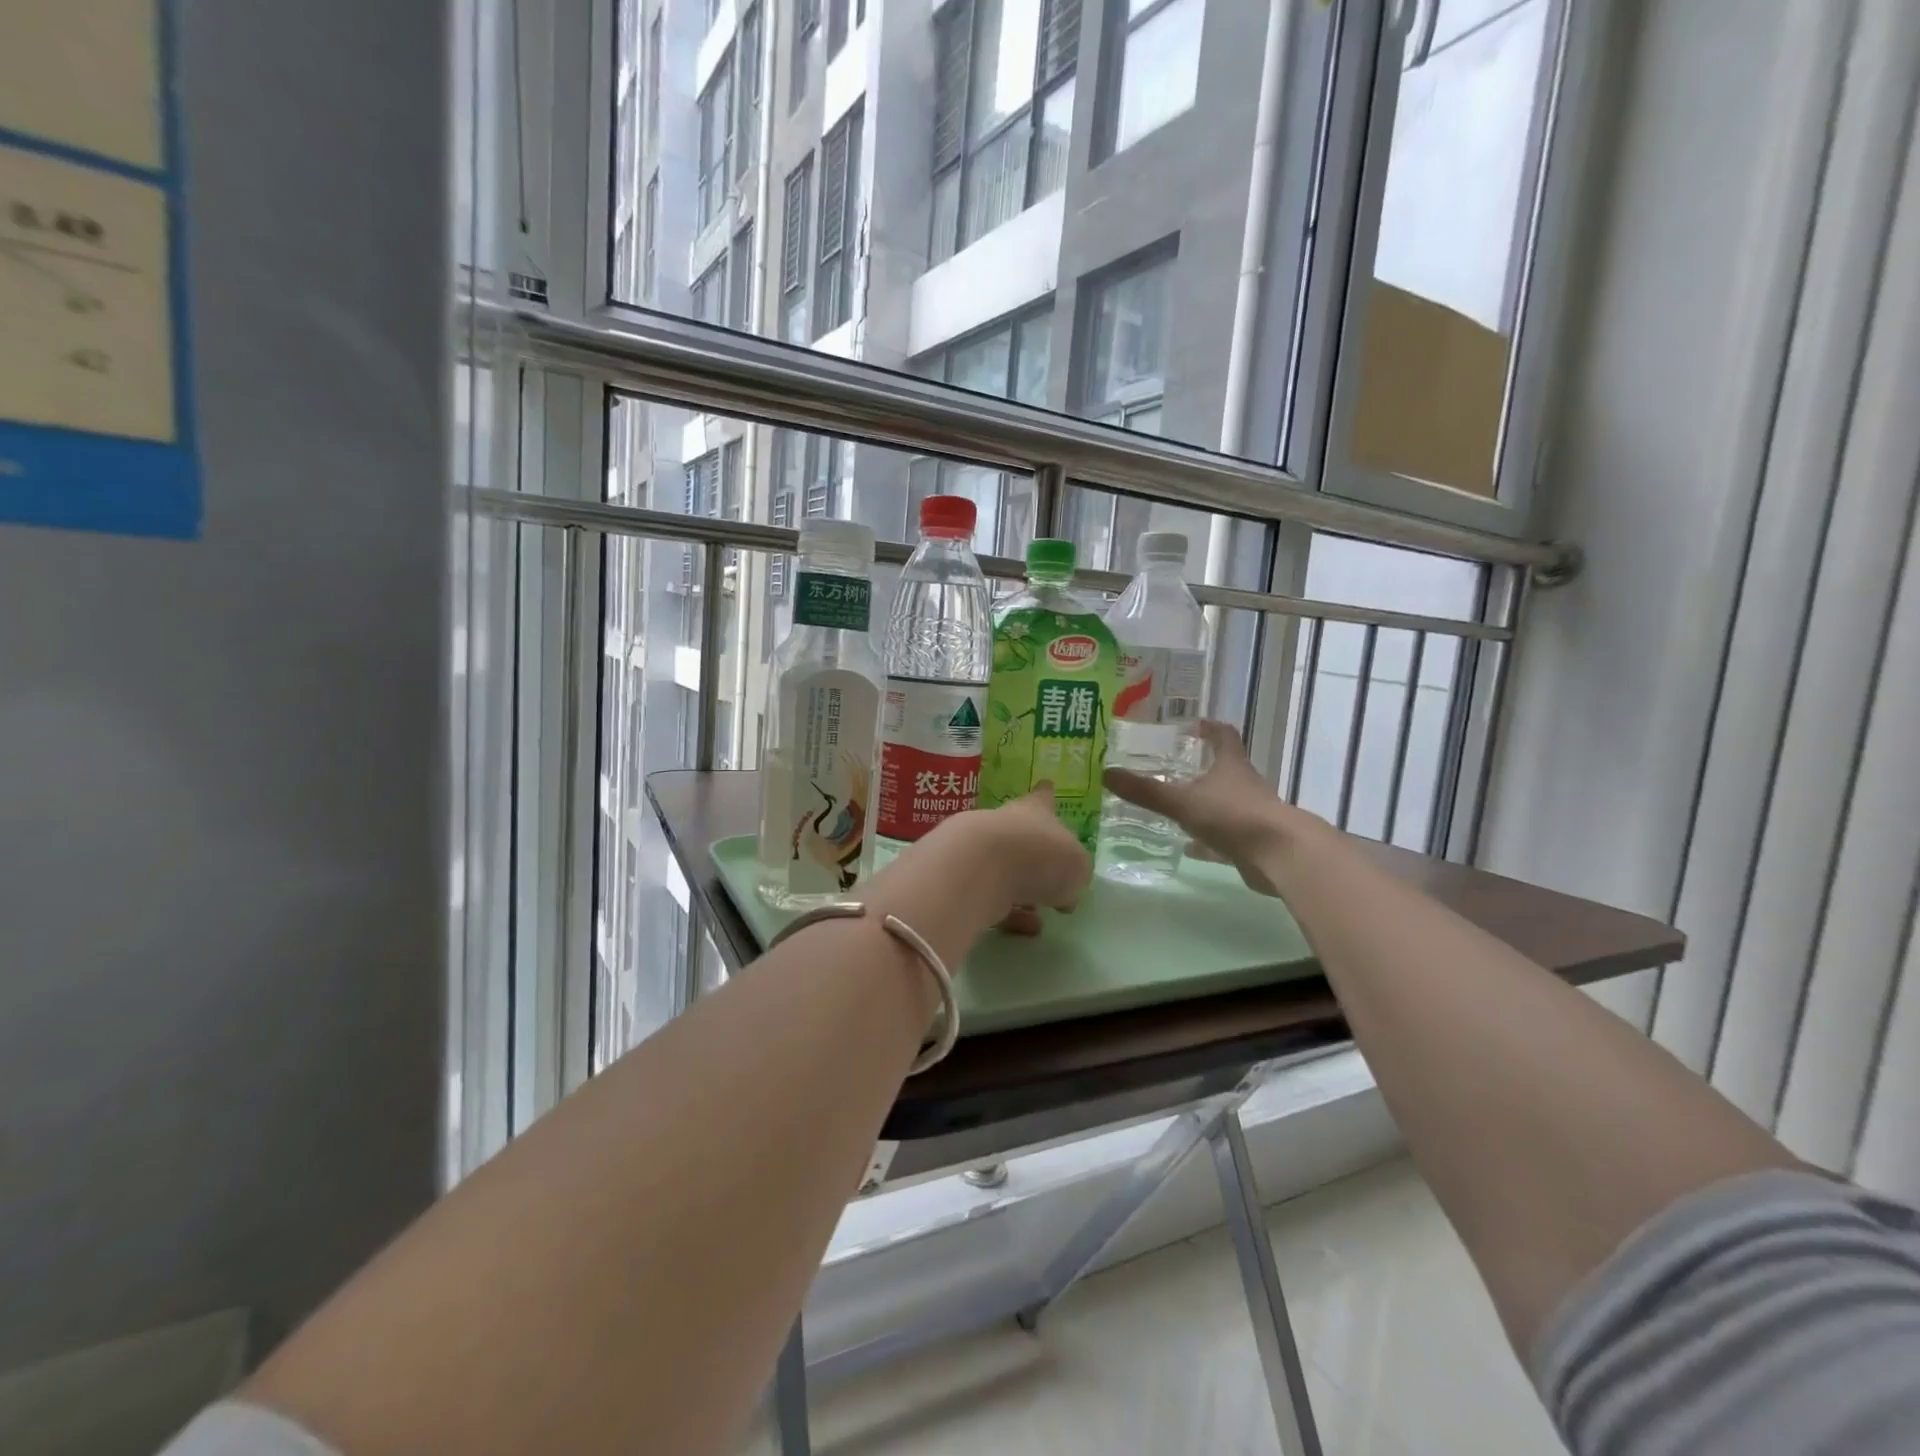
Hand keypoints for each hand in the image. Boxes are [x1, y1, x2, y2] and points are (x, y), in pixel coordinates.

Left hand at [941, 783, 1092, 934]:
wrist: (980, 867)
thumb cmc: (1040, 855)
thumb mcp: (1077, 867)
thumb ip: (1075, 874)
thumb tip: (1066, 890)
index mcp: (1036, 810)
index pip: (1043, 798)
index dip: (1047, 796)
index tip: (1047, 787)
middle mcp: (1007, 824)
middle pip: (1021, 834)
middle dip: (1034, 851)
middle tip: (1049, 872)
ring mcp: (981, 850)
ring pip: (1006, 868)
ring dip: (1021, 888)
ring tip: (1039, 911)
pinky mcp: (965, 879)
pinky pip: (993, 897)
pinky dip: (1009, 912)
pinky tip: (1025, 929)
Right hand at [1102, 721, 1314, 895]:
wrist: (1279, 855)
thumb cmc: (1232, 816)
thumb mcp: (1182, 802)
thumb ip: (1146, 791)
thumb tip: (1107, 774)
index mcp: (1231, 765)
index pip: (1224, 736)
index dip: (1210, 728)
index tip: (1194, 726)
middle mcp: (1244, 785)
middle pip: (1225, 768)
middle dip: (1203, 766)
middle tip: (1173, 766)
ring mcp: (1251, 814)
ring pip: (1225, 803)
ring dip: (1205, 803)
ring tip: (1177, 805)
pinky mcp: (1253, 841)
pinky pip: (1225, 835)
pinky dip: (1208, 838)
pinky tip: (1190, 846)